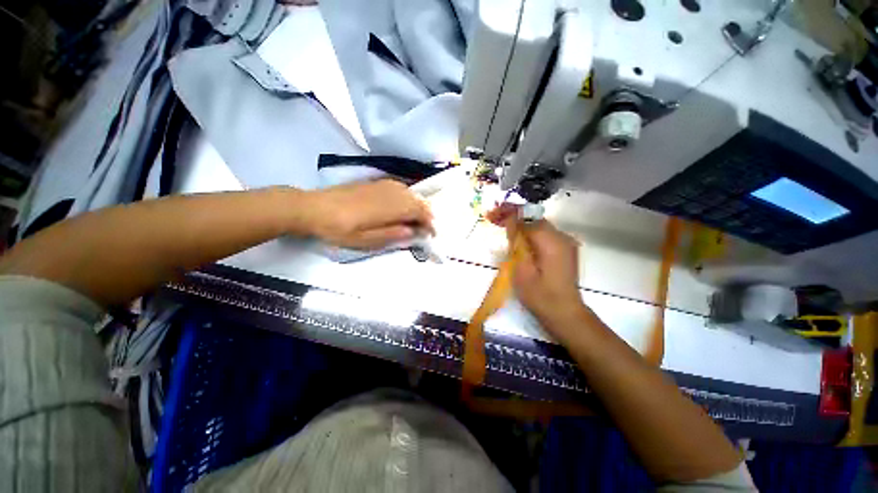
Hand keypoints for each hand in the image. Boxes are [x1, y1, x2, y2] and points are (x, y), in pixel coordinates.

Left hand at [302, 180, 433, 249]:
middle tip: (427, 228)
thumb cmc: (340, 229)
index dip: (430, 222)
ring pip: (411, 193)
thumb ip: (392, 234)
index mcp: (391, 207)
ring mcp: (383, 185)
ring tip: (418, 220)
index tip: (432, 234)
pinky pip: (401, 188)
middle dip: (427, 214)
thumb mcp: (366, 240)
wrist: (314, 208)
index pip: (420, 211)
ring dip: (418, 206)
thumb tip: (414, 231)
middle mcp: (392, 192)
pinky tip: (403, 207)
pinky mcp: (376, 183)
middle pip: (418, 200)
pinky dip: (408, 198)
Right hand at [487, 204, 593, 335]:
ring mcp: (566, 243)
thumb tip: (511, 222)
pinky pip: (544, 235)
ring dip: (521, 224)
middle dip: (514, 216)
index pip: (527, 219)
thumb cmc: (539, 296)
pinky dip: (530, 233)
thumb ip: (517, 243)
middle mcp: (561, 237)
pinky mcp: (564, 250)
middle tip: (494, 217)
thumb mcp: (522, 270)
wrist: (565, 313)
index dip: (508, 214)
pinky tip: (518, 237)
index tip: (491, 213)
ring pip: (539, 226)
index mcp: (551, 241)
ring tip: (503, 225)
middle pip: (534, 219)